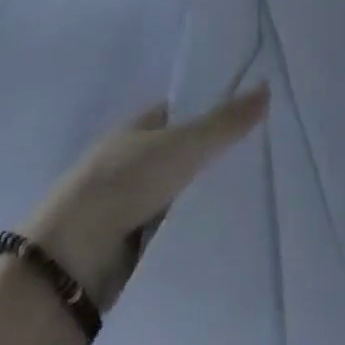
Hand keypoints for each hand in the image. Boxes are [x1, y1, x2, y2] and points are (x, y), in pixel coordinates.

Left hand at [19, 87, 267, 307]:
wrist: (74, 258)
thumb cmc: (126, 183)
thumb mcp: (182, 145)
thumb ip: (225, 122)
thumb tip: (266, 86)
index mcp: (139, 127)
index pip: (184, 110)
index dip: (216, 108)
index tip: (257, 113)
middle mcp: (135, 159)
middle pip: (186, 151)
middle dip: (219, 154)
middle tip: (269, 153)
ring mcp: (133, 202)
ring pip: (184, 190)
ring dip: (209, 193)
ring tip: (262, 191)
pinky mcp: (136, 241)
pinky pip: (178, 225)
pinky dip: (198, 225)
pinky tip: (233, 226)